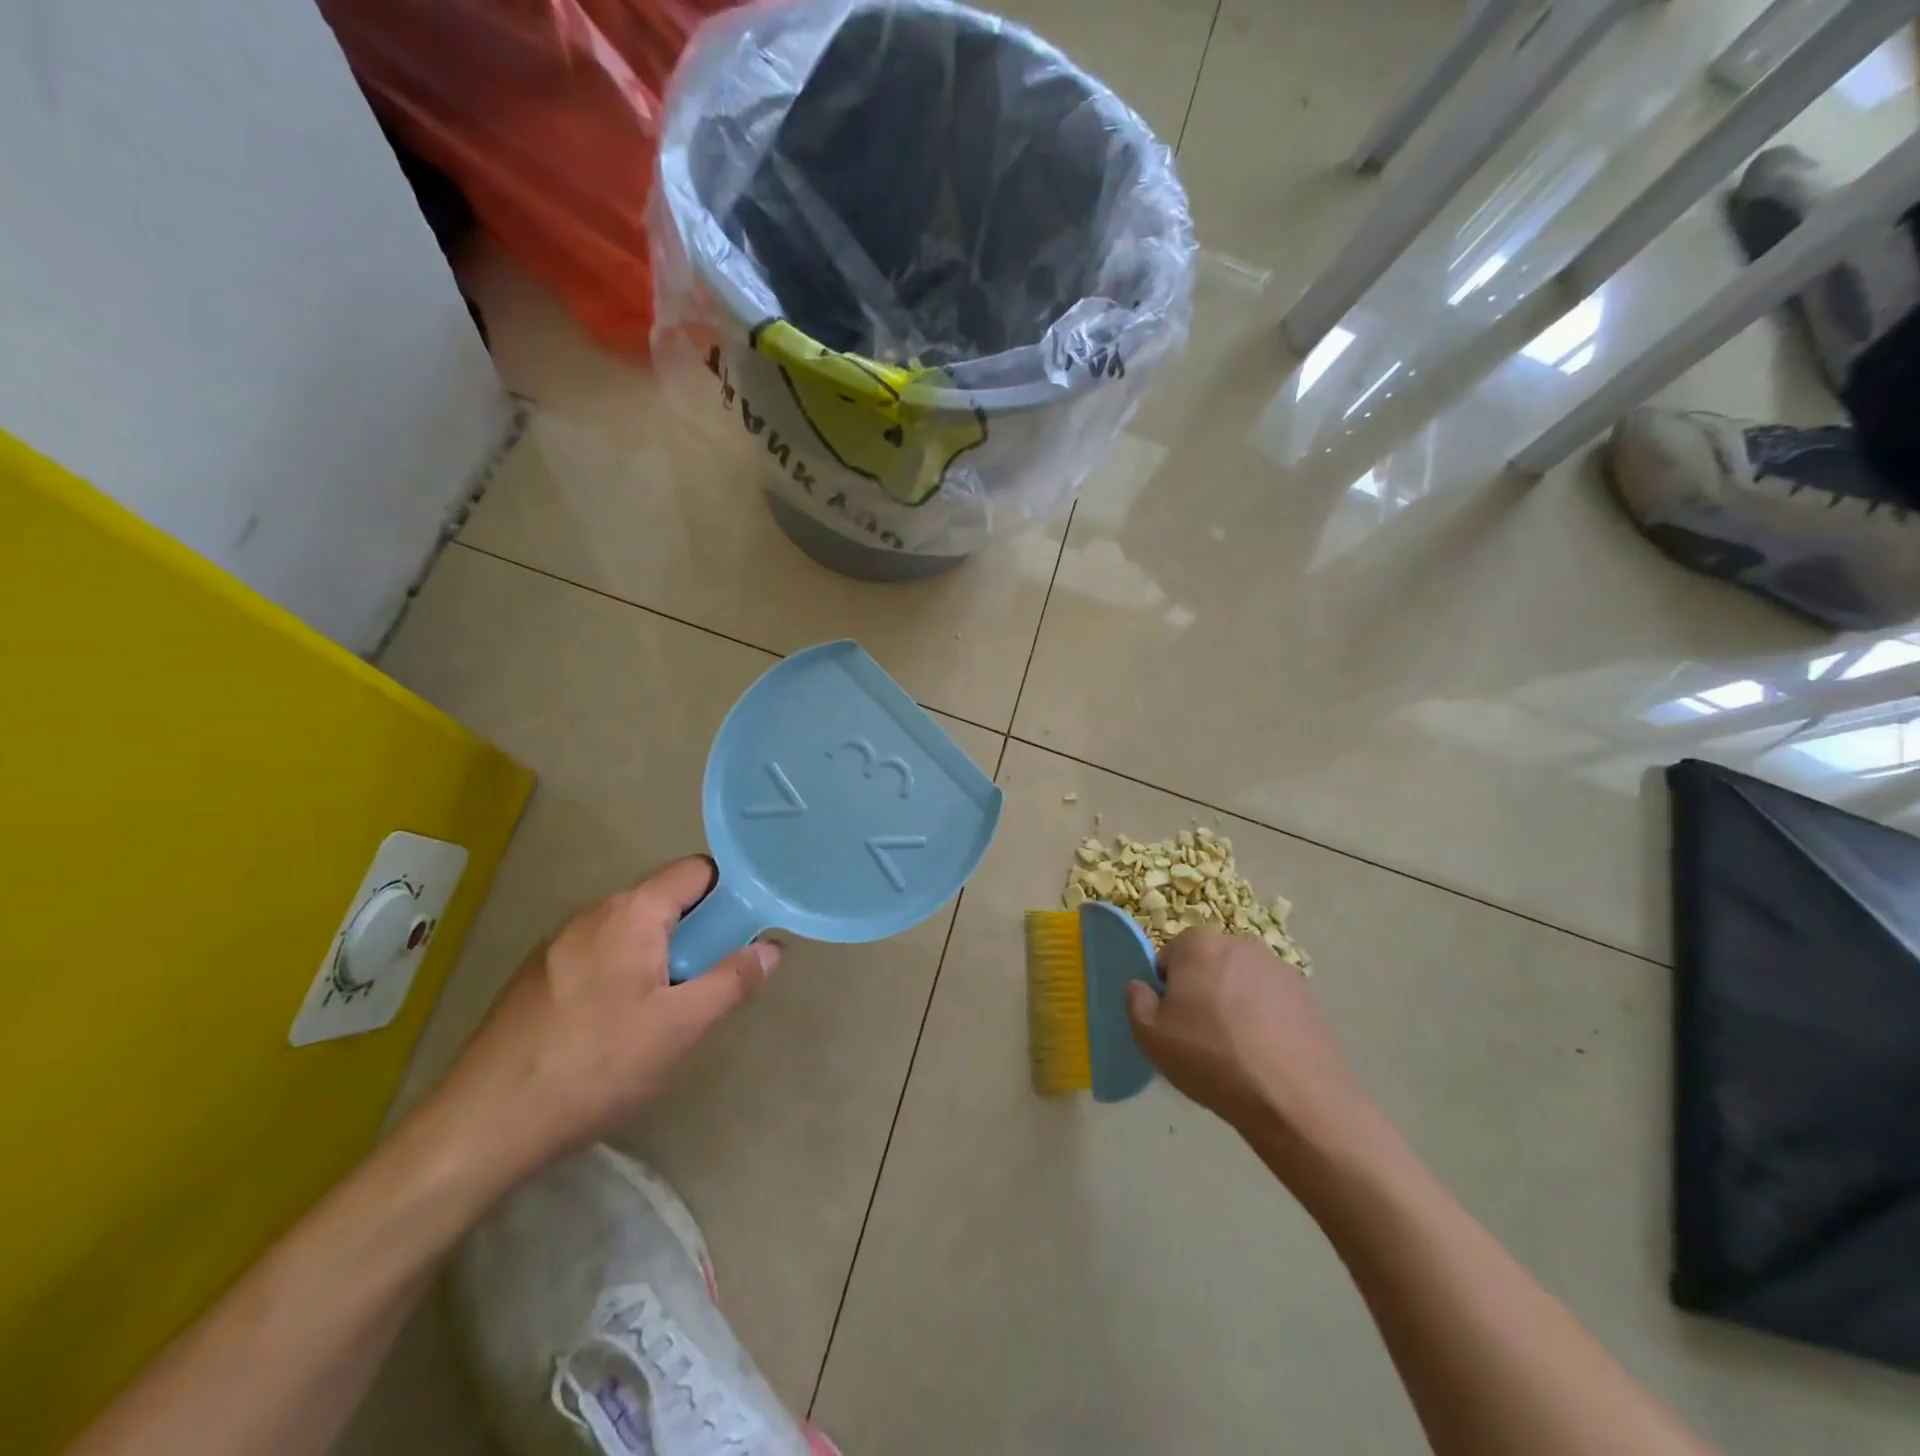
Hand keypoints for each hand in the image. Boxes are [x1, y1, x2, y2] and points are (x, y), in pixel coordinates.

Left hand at [428, 857, 777, 1183]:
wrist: (482, 1125)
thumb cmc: (595, 1066)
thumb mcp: (680, 1027)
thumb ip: (732, 980)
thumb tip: (770, 948)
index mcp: (631, 913)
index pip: (697, 871)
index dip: (730, 892)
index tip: (747, 930)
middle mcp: (593, 914)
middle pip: (665, 901)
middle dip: (698, 933)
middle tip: (710, 982)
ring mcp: (558, 944)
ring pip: (632, 932)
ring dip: (662, 957)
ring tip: (667, 1013)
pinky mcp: (537, 977)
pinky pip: (600, 956)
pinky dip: (625, 974)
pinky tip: (617, 1029)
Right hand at [1126, 930, 1371, 1166]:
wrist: (1294, 1098)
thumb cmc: (1212, 1058)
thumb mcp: (1151, 1036)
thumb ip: (1136, 1002)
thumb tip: (1141, 987)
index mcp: (1198, 944)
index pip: (1168, 959)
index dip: (1166, 992)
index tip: (1174, 1024)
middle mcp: (1239, 943)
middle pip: (1206, 967)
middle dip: (1201, 994)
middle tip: (1201, 1039)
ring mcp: (1278, 968)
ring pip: (1240, 984)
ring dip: (1234, 1006)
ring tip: (1237, 1053)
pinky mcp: (1307, 996)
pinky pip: (1271, 1003)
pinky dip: (1265, 1021)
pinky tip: (1266, 1057)